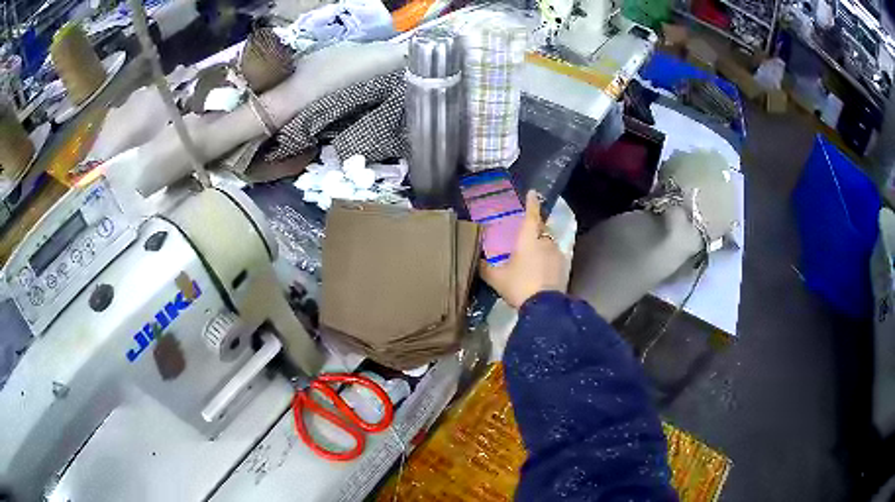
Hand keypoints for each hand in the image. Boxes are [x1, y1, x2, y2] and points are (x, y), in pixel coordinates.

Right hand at [479, 190, 568, 307]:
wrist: (545, 307)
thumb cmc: (519, 286)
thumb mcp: (496, 279)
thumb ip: (485, 268)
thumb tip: (475, 261)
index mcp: (528, 239)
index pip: (531, 215)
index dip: (531, 203)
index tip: (533, 192)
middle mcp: (545, 241)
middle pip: (542, 229)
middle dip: (536, 228)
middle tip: (527, 233)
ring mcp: (557, 254)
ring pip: (549, 244)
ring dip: (542, 246)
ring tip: (533, 257)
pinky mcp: (565, 268)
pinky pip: (555, 258)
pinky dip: (548, 260)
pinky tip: (542, 271)